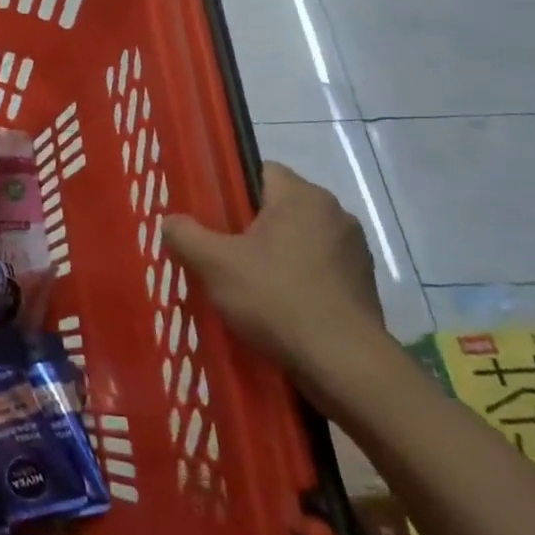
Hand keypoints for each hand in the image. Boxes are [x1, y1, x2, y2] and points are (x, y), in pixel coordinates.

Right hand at [160, 162, 385, 384]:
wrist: (343, 363)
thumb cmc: (275, 298)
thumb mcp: (213, 264)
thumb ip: (185, 234)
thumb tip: (171, 221)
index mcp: (302, 197)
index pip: (260, 171)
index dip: (230, 189)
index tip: (210, 216)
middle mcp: (335, 214)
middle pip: (279, 207)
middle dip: (249, 225)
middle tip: (219, 251)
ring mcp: (354, 251)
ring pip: (299, 239)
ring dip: (275, 254)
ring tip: (246, 282)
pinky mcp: (363, 285)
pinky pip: (318, 269)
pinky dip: (297, 279)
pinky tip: (276, 305)